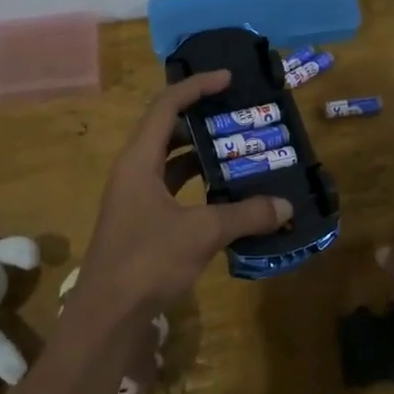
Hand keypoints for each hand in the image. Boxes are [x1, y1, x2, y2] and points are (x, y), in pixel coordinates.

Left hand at [75, 71, 291, 320]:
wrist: (107, 314)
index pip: (167, 106)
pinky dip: (198, 186)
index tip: (228, 78)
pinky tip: (227, 196)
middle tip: (239, 116)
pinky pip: (174, 190)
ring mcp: (135, 197)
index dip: (197, 87)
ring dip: (202, 155)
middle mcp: (133, 171)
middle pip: (167, 130)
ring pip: (171, 162)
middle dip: (203, 120)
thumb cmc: (147, 261)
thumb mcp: (201, 233)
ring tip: (240, 151)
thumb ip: (245, 215)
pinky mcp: (141, 221)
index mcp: (139, 160)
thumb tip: (286, 206)